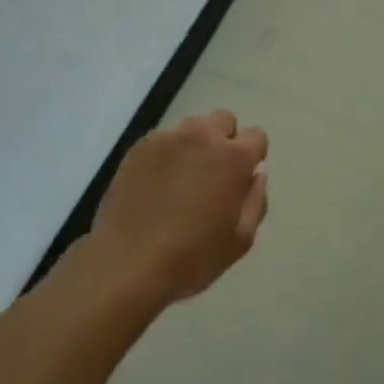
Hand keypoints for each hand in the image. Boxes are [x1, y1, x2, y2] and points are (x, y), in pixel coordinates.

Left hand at [91, 110, 268, 303]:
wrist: (126, 264)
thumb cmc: (191, 257)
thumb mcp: (240, 241)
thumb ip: (256, 201)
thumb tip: (256, 175)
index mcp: (233, 157)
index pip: (257, 136)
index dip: (252, 157)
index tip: (241, 179)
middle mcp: (203, 137)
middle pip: (224, 120)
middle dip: (225, 141)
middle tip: (213, 175)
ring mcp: (168, 138)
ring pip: (192, 127)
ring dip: (196, 144)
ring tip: (183, 178)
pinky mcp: (140, 147)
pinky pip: (163, 140)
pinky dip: (167, 155)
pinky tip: (156, 185)